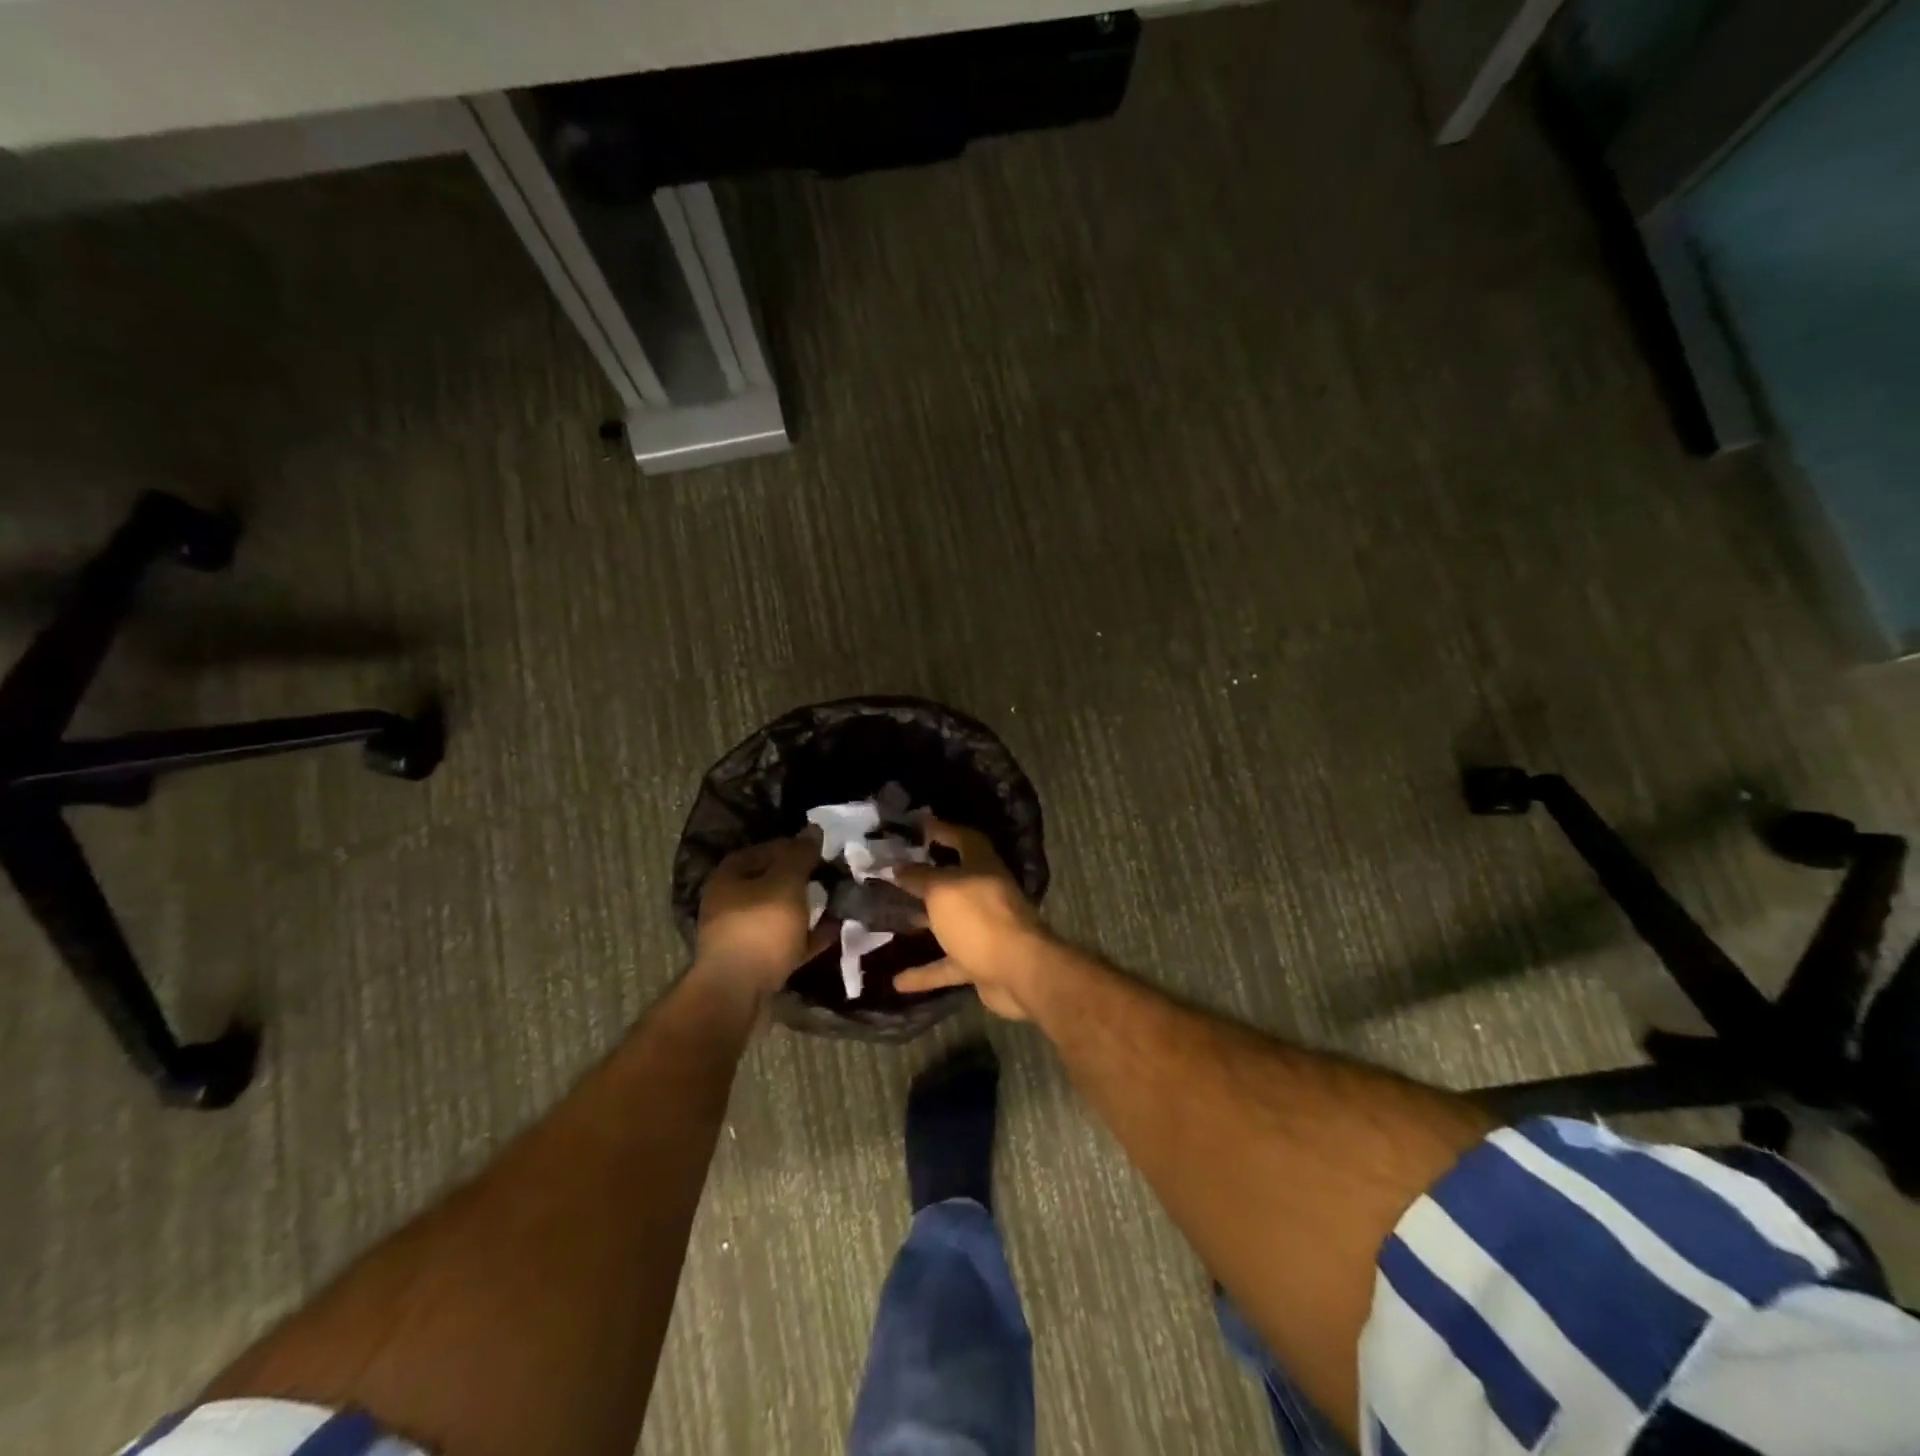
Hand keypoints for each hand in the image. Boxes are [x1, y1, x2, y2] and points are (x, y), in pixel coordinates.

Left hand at [696, 829, 827, 996]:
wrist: (737, 993)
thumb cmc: (761, 928)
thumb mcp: (786, 883)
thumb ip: (800, 855)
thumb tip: (812, 830)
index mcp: (730, 875)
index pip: (767, 849)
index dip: (797, 846)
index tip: (824, 851)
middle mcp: (730, 901)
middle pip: (772, 882)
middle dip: (803, 880)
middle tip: (833, 877)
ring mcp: (740, 933)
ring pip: (780, 913)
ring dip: (806, 909)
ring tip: (837, 903)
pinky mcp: (753, 961)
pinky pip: (785, 941)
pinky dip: (806, 936)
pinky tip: (833, 933)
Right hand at [889, 818, 1051, 1019]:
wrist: (1019, 972)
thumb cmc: (979, 918)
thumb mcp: (942, 890)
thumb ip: (919, 878)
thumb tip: (898, 867)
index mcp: (982, 867)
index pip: (963, 838)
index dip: (942, 830)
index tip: (917, 827)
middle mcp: (985, 894)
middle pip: (953, 881)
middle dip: (925, 879)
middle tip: (892, 876)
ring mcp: (984, 930)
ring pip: (947, 923)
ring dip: (922, 924)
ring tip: (888, 923)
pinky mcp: (980, 963)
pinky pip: (947, 965)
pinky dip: (925, 973)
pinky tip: (897, 982)